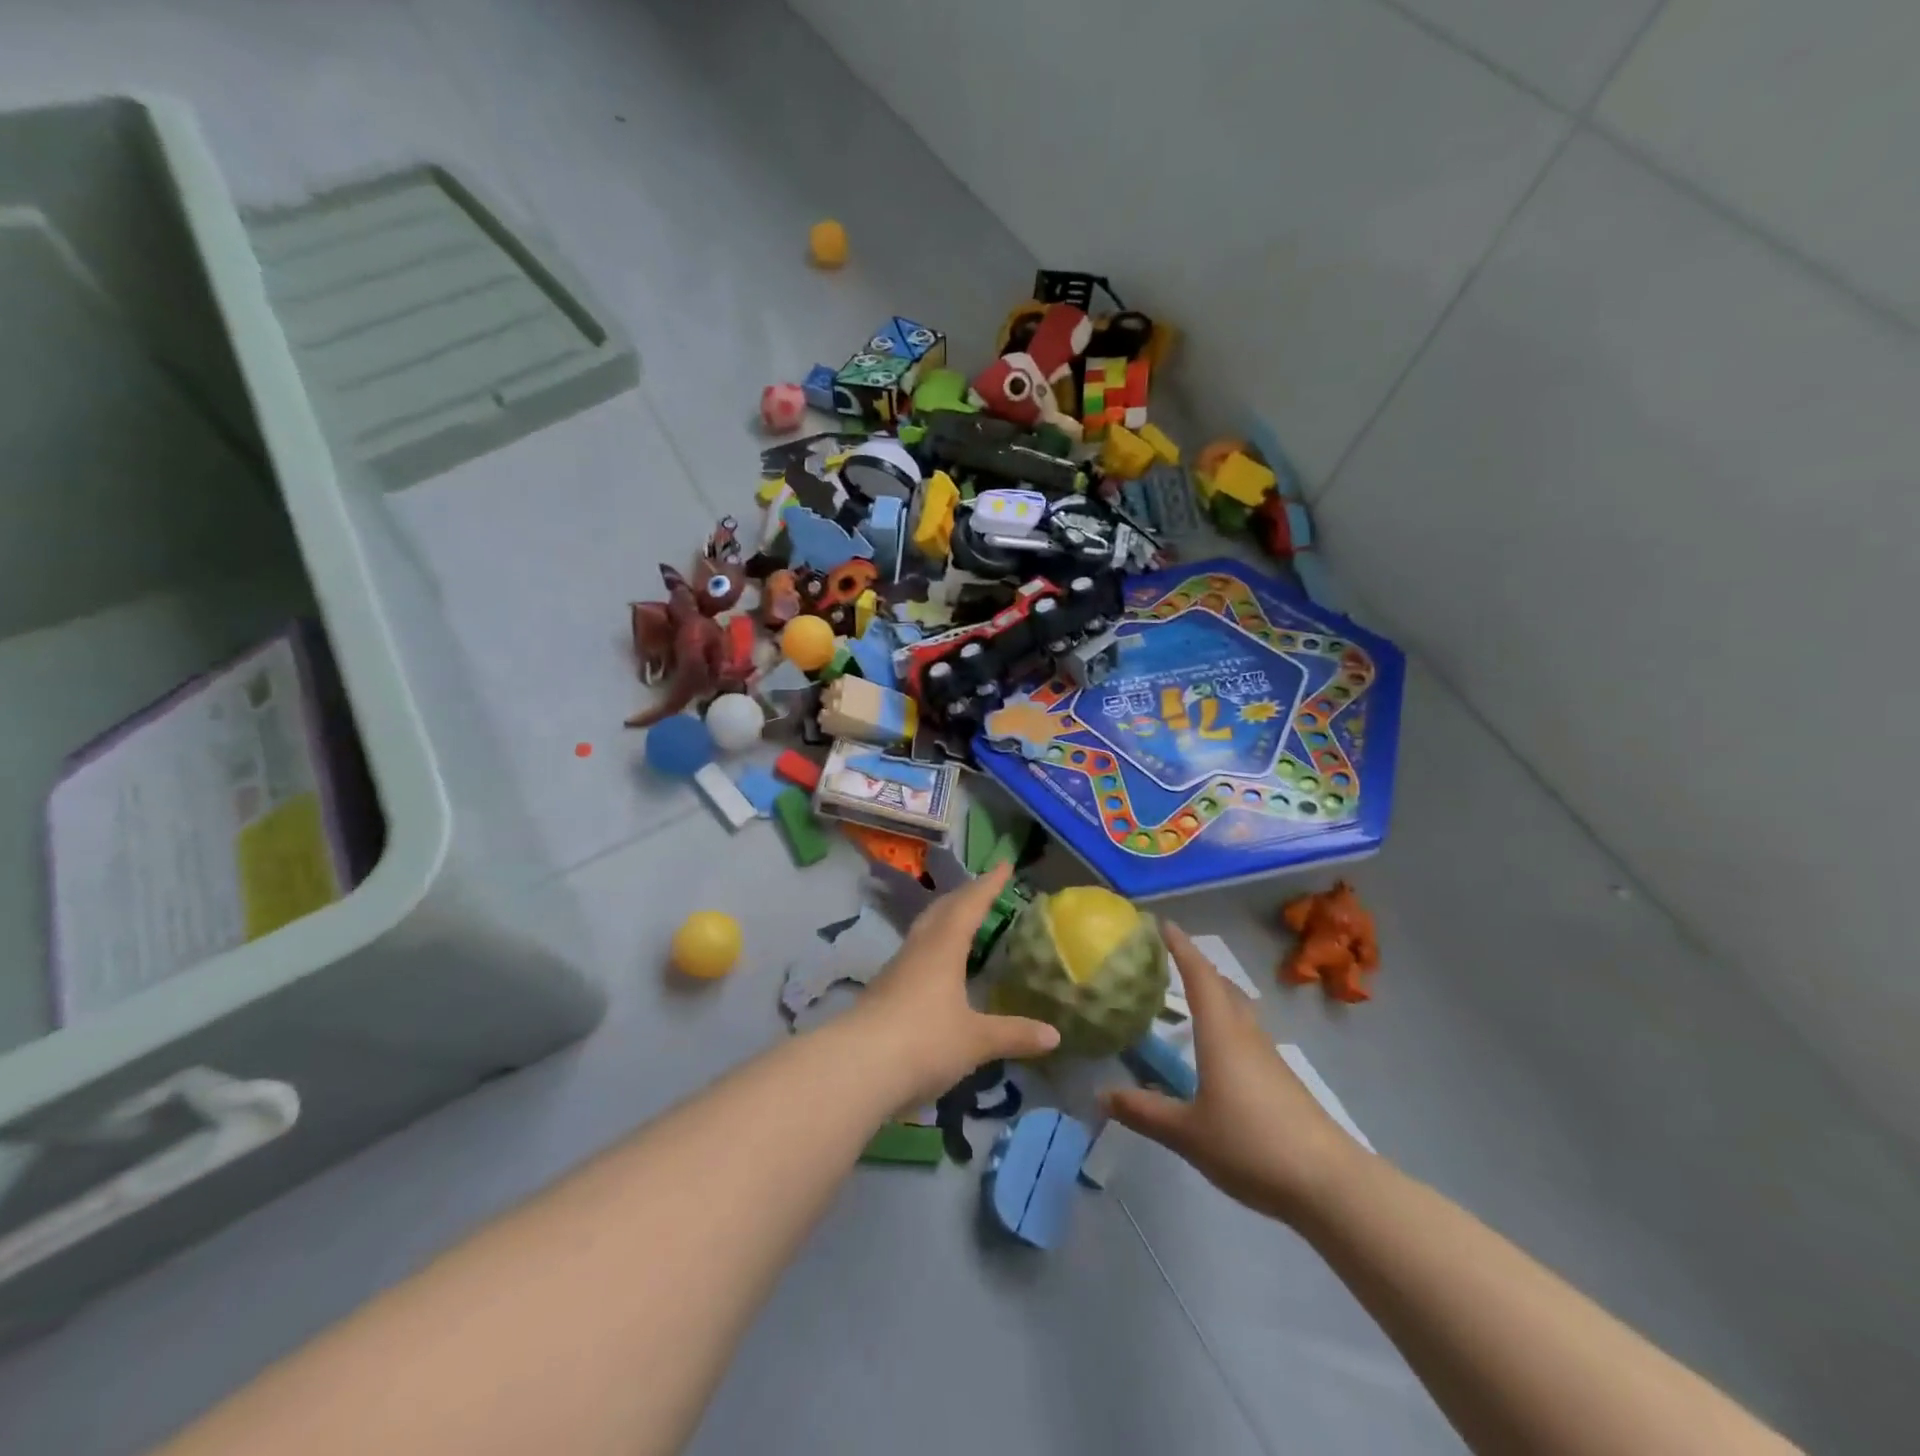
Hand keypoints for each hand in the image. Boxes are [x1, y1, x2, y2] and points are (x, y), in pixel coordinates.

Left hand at [851, 863, 1060, 1103]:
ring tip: (962, 922)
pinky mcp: (882, 993)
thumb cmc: (923, 1041)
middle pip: (941, 911)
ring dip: (944, 920)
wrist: (856, 1068)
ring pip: (924, 932)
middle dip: (964, 896)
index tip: (1004, 865)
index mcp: (943, 948)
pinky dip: (932, 949)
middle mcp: (918, 950)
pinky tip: (937, 968)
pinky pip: (914, 956)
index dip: (988, 885)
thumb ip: (1013, 1034)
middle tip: (983, 888)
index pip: (970, 905)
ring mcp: (896, 971)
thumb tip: (1055, 1035)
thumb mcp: (975, 1040)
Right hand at [1104, 922, 1359, 1222]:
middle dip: (1196, 967)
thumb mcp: (1188, 1133)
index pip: (1199, 976)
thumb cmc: (1251, 1145)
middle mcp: (1245, 1035)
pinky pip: (1246, 1035)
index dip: (1181, 948)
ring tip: (1186, 998)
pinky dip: (1224, 1024)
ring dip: (1213, 995)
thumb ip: (1144, 1112)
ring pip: (1237, 1011)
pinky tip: (1213, 1050)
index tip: (1163, 924)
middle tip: (1167, 959)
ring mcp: (1268, 1057)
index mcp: (1221, 1035)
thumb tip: (1099, 1095)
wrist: (1329, 1183)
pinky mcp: (1280, 1080)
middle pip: (1222, 987)